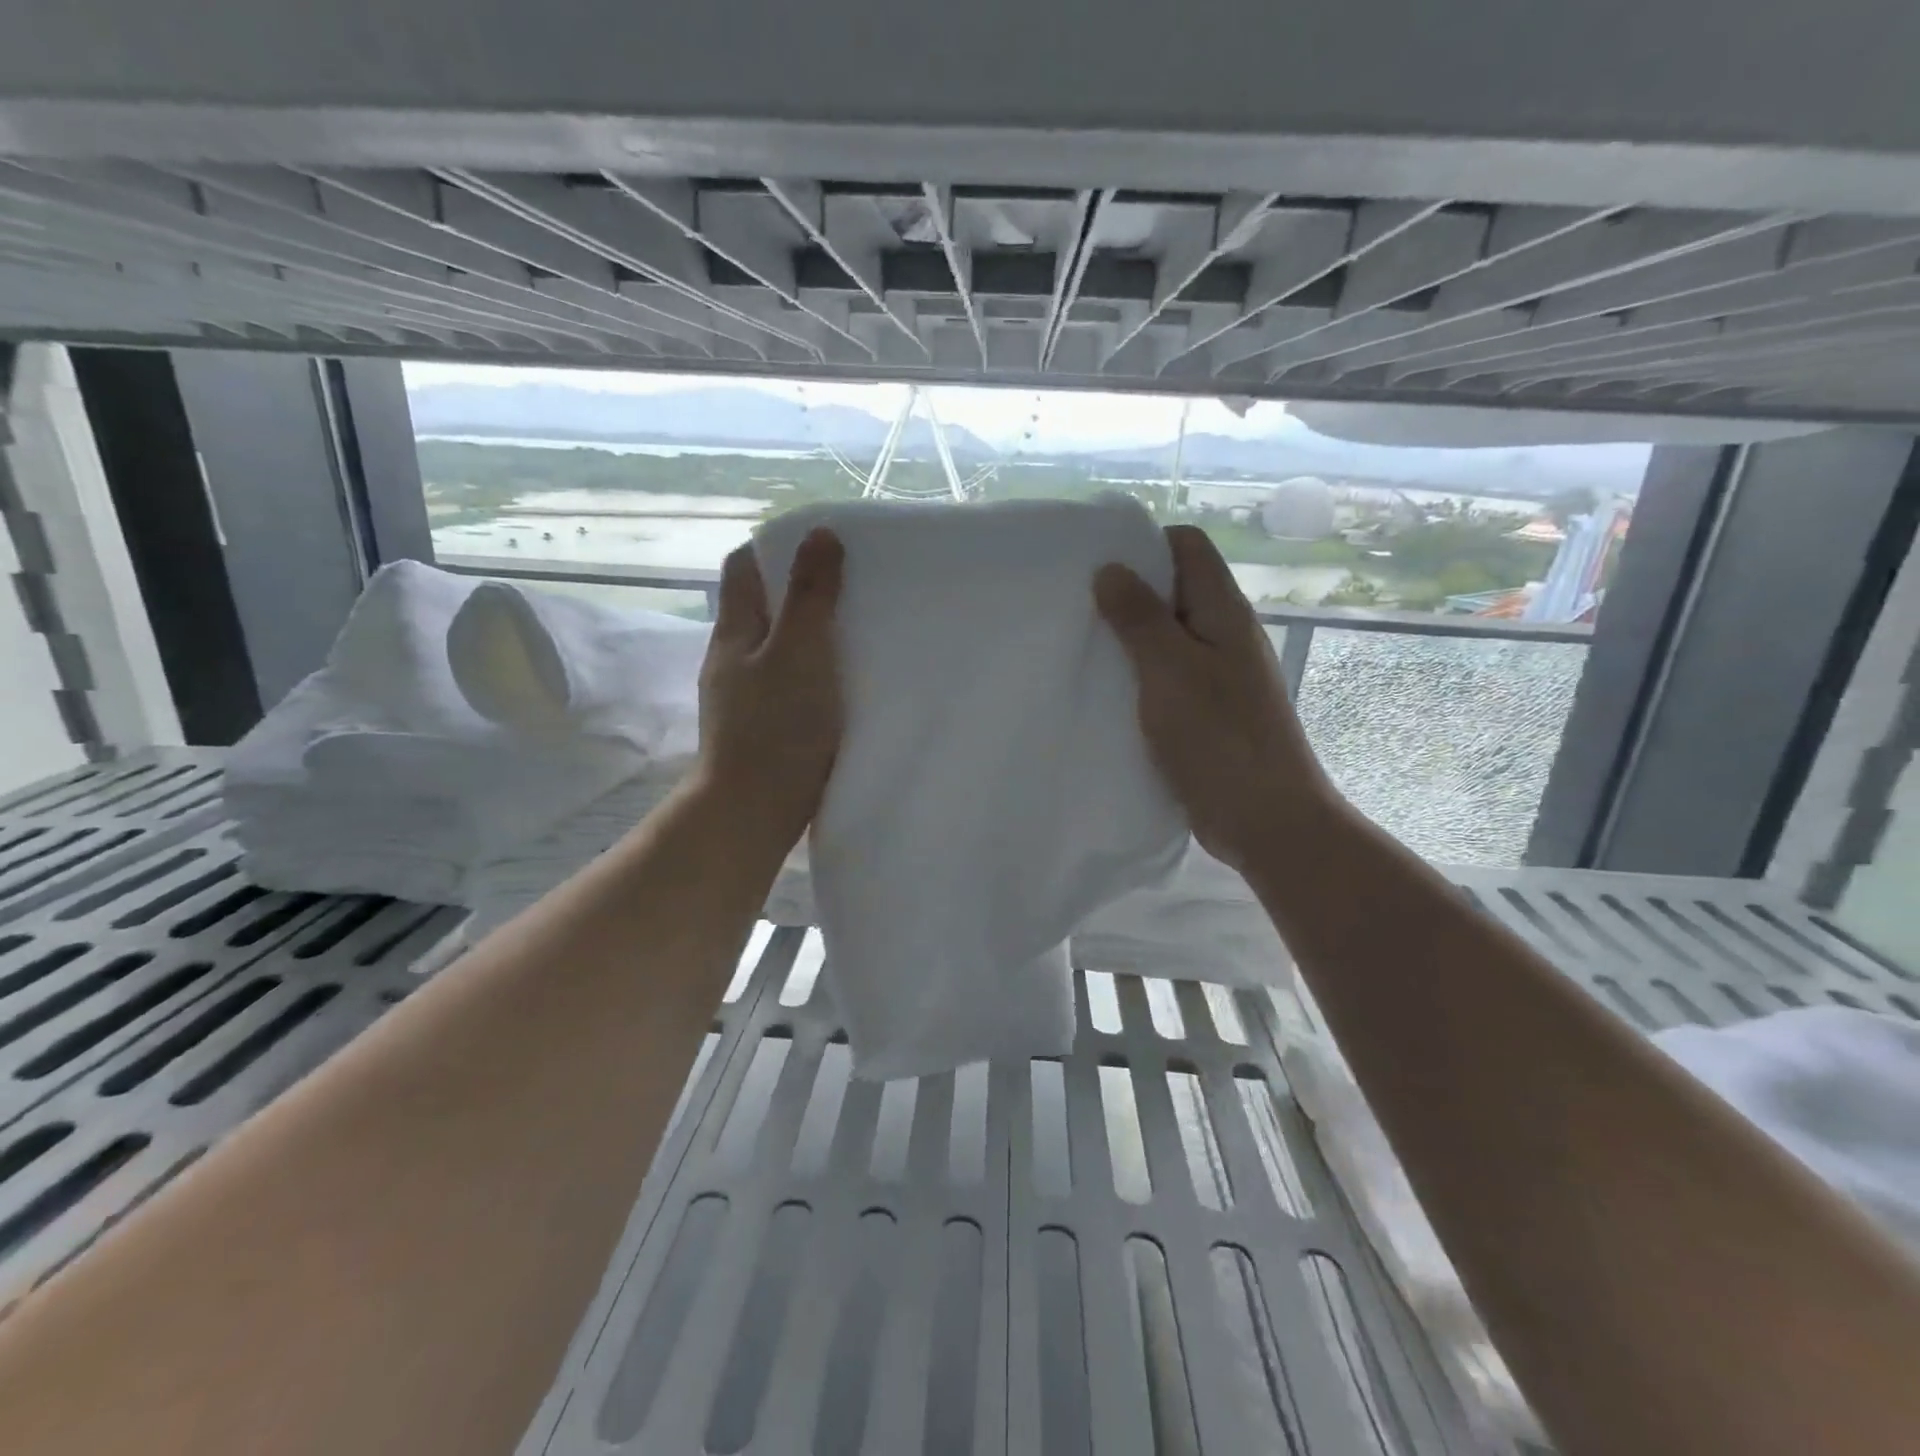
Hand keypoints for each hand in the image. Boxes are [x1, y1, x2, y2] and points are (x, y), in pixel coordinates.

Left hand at [698, 528, 844, 844]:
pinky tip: (841, 684)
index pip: (743, 567)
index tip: (821, 546)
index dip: (776, 547)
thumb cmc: (778, 726)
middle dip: (800, 591)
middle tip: (851, 588)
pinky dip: (811, 673)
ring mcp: (743, 696)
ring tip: (855, 633)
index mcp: (735, 631)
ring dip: (808, 635)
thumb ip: (811, 594)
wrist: (754, 811)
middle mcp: (732, 658)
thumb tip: (820, 534)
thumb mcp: (800, 650)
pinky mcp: (761, 727)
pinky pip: (787, 683)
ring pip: (776, 648)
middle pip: (761, 607)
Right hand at [1095, 524, 1336, 869]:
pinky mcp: (1206, 712)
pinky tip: (1105, 693)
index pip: (1188, 546)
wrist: (1266, 819)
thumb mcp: (1170, 669)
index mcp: (1223, 611)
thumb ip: (1140, 617)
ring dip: (1129, 639)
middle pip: (1175, 590)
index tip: (1096, 564)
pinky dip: (1137, 677)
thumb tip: (1111, 569)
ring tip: (1082, 648)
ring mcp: (1217, 676)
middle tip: (1076, 608)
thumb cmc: (1219, 737)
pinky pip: (1167, 678)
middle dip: (1127, 592)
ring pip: (1168, 637)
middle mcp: (1224, 634)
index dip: (1145, 543)